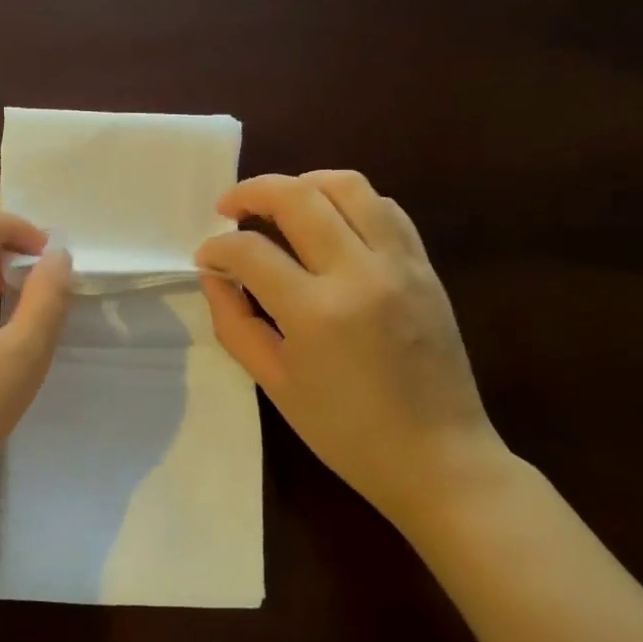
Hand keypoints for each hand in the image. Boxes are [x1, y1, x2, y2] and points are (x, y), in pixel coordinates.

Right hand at [194, 171, 508, 524]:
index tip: (205, 258)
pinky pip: (386, 209)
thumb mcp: (274, 383)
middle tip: (228, 207)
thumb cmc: (345, 432)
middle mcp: (360, 273)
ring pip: (349, 187)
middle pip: (298, 197)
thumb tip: (214, 276)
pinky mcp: (425, 267)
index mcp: (316, 312)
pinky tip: (329, 222)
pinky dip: (349, 201)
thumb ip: (235, 322)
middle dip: (252, 192)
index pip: (250, 251)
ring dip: (303, 184)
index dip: (216, 248)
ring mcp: (400, 264)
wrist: (437, 457)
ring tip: (279, 203)